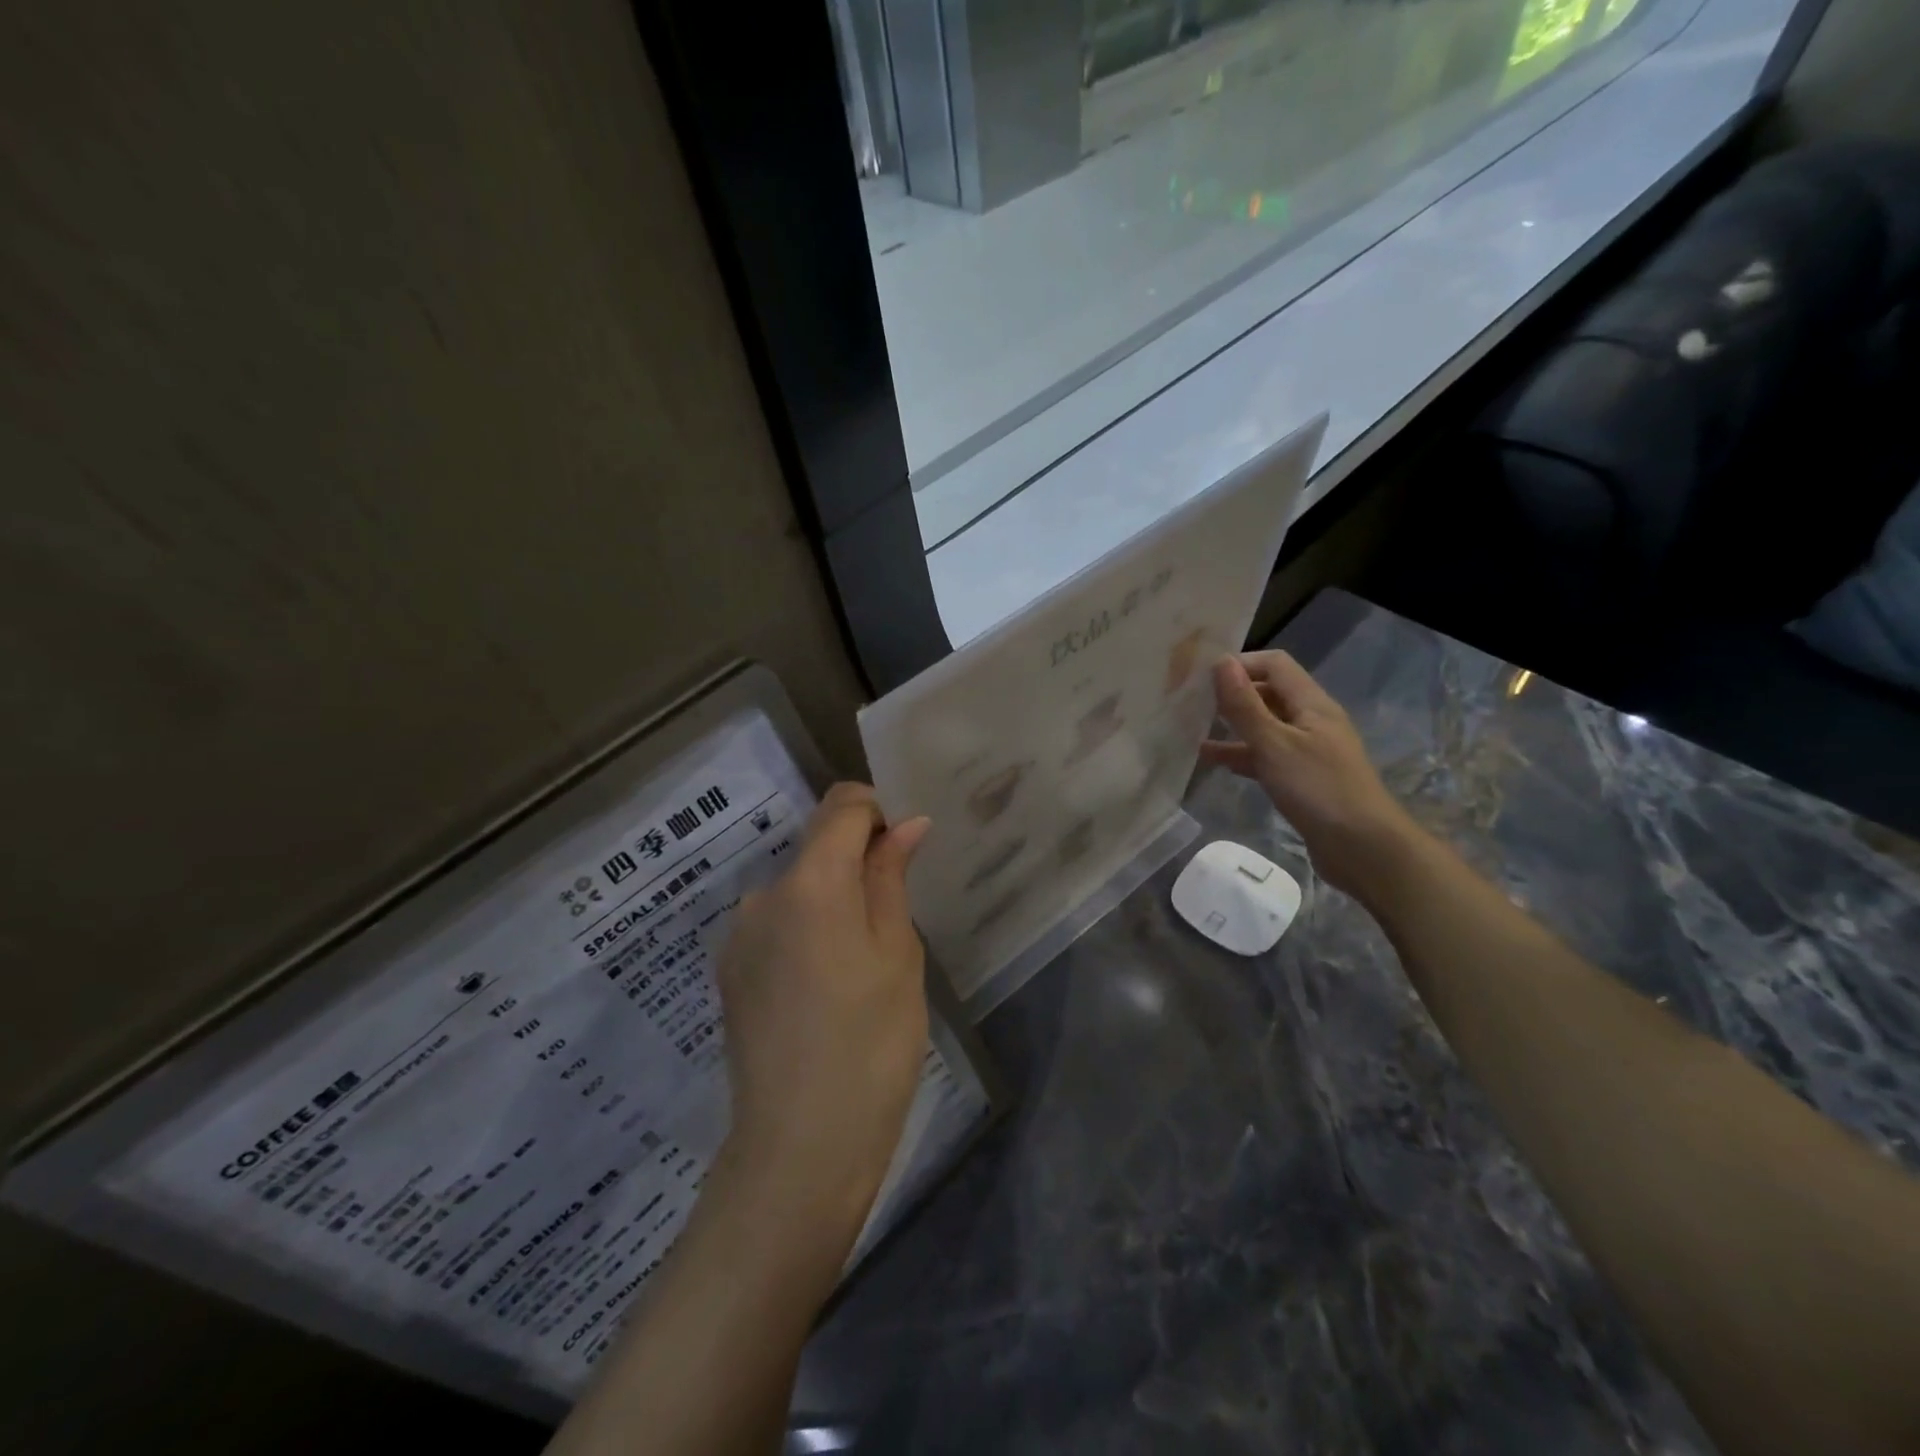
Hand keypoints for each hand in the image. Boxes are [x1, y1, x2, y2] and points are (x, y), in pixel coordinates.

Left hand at [714, 783, 931, 1240]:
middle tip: (892, 922)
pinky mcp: (729, 970)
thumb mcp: (898, 954)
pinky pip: (776, 925)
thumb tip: (906, 823)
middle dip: (857, 863)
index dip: (878, 811)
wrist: (800, 1147)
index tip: (904, 849)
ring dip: (831, 901)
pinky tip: (823, 990)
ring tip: (858, 967)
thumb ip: (892, 878)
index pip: (842, 805)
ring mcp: (738, 934)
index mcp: (811, 882)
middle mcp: (762, 895)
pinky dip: (805, 931)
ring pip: (797, 889)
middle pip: (818, 847)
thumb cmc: (872, 1044)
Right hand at [1201, 651, 1419, 898]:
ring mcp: (1307, 750)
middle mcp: (1311, 721)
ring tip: (1192, 728)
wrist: (1364, 849)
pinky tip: (1211, 760)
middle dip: (1232, 693)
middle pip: (1269, 693)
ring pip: (1264, 726)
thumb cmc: (1319, 789)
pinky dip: (1240, 754)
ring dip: (1232, 725)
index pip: (1274, 664)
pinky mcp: (1301, 778)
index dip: (1240, 663)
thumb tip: (1221, 662)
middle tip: (1190, 700)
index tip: (1201, 676)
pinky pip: (1265, 755)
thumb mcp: (1274, 744)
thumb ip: (1245, 705)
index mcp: (1311, 704)